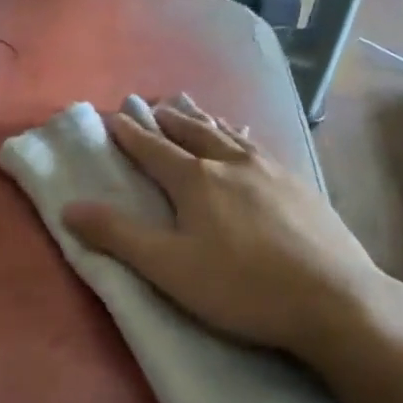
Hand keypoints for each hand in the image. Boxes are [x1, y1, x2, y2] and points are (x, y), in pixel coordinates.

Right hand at [61, 100, 402, 375]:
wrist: (334, 298)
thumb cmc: (242, 287)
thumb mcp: (169, 268)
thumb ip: (119, 236)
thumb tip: (69, 207)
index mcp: (196, 181)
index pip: (153, 149)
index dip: (130, 134)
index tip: (113, 116)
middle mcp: (232, 163)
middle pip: (192, 132)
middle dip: (168, 119)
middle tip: (152, 104)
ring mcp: (271, 171)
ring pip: (228, 134)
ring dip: (204, 119)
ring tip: (192, 107)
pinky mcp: (300, 185)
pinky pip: (259, 147)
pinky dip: (242, 135)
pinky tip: (248, 139)